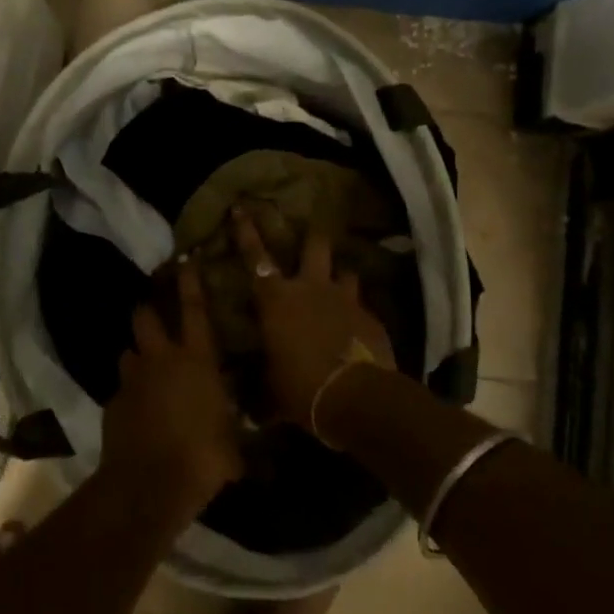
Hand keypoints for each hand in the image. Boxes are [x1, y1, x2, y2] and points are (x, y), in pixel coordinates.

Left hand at [102, 260, 242, 518]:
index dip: (190, 283)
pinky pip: (122, 389)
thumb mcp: (234, 445)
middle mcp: (161, 359)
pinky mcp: (112, 404)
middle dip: (148, 310)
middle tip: (155, 314)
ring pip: (129, 351)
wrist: (148, 485)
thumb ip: (237, 430)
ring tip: (147, 368)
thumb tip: (256, 441)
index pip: (194, 309)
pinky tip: (138, 411)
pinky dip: (129, 394)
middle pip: (146, 317)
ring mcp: (132, 380)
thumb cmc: (203, 458)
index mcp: (196, 360)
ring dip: (138, 356)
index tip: (186, 262)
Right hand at [232, 206, 392, 434]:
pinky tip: (357, 327)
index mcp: (277, 300)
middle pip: (314, 245)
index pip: (255, 257)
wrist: (356, 398)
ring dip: (339, 275)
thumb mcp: (272, 388)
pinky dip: (357, 311)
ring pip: (344, 270)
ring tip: (338, 282)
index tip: (241, 206)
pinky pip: (362, 305)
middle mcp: (310, 288)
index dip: (246, 231)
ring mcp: (345, 299)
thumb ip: (262, 383)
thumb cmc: (301, 389)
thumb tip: (250, 407)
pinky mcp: (371, 317)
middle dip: (311, 236)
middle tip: (309, 232)